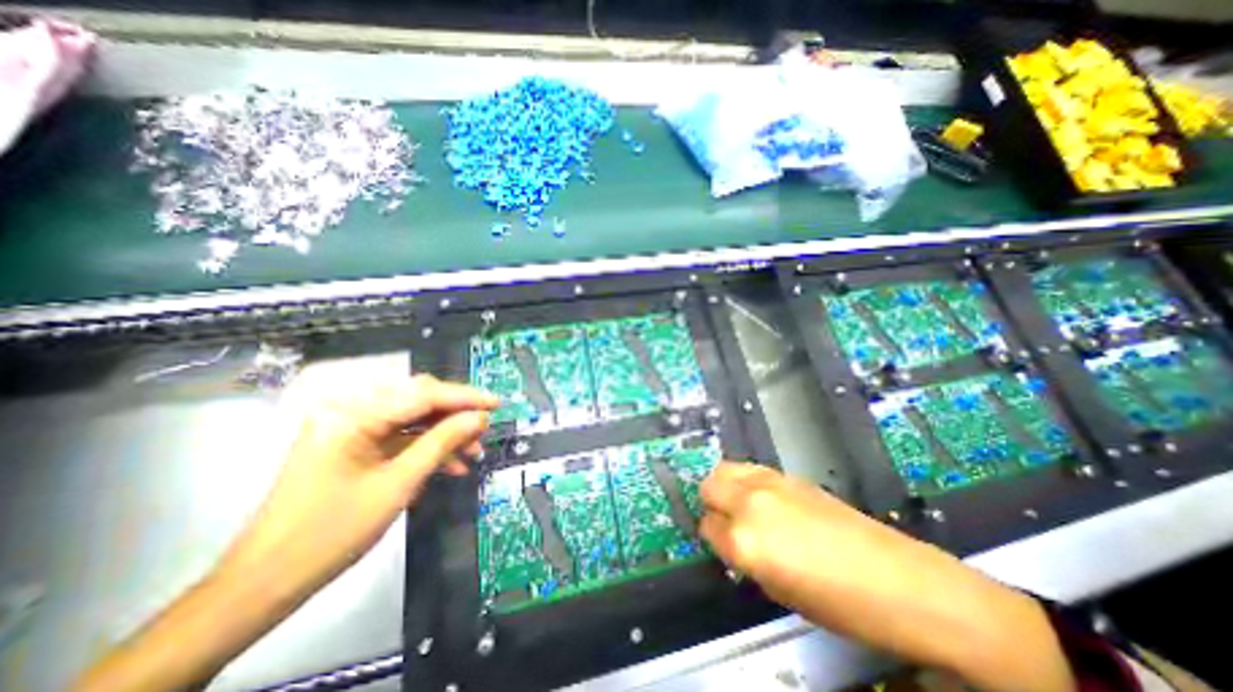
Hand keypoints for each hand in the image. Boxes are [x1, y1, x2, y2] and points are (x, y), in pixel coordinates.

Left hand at [222, 374, 494, 600]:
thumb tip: (479, 418)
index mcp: (353, 415)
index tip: (497, 403)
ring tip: (473, 452)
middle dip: (455, 415)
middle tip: (485, 429)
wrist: (266, 581)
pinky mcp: (353, 444)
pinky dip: (426, 447)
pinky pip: (400, 436)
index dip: (465, 397)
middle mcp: (350, 411)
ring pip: (413, 418)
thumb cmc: (332, 532)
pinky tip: (450, 464)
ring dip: (445, 433)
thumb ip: (442, 442)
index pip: (423, 394)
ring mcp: (350, 427)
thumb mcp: (399, 484)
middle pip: (418, 400)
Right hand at [697, 463, 1075, 691]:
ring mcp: (769, 483)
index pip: (706, 527)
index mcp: (744, 541)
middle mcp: (749, 503)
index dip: (714, 538)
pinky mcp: (787, 474)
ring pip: (725, 469)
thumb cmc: (839, 603)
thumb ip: (743, 557)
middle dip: (712, 504)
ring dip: (725, 487)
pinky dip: (746, 480)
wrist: (898, 580)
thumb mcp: (777, 591)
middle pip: (709, 485)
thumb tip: (730, 540)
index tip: (724, 545)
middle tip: (727, 522)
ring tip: (741, 506)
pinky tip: (763, 498)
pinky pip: (750, 469)